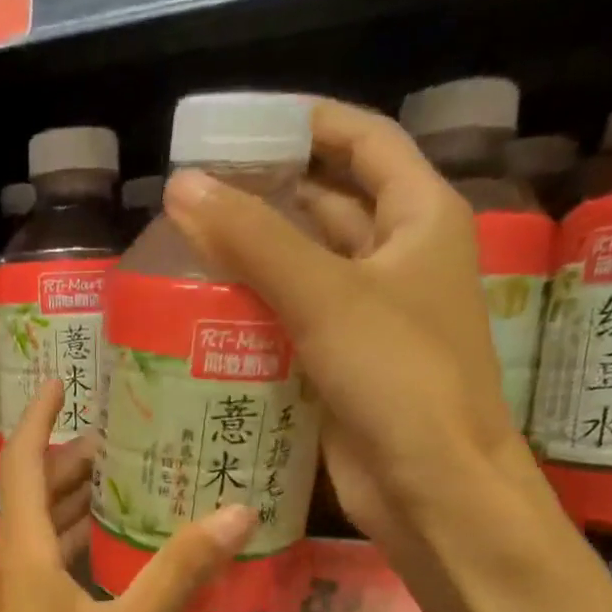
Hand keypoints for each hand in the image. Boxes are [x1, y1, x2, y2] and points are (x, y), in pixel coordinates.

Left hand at [0, 380, 255, 611]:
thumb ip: (179, 571)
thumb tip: (236, 512)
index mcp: (22, 556)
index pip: (19, 465)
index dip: (37, 419)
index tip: (61, 383)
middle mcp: (7, 571)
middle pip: (29, 498)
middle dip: (67, 464)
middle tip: (123, 442)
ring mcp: (10, 607)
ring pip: (37, 538)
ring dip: (72, 509)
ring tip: (126, 489)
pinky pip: (45, 573)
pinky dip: (75, 552)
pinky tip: (117, 562)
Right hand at [161, 98, 530, 543]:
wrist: (430, 487)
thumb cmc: (399, 378)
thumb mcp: (326, 296)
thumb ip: (254, 239)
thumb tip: (181, 187)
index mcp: (420, 218)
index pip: (365, 143)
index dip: (310, 124)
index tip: (243, 125)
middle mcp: (398, 260)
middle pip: (329, 206)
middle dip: (269, 195)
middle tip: (197, 192)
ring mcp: (370, 317)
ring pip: (305, 269)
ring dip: (255, 257)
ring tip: (187, 245)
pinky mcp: (341, 366)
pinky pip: (292, 323)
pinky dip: (255, 312)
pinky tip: (206, 310)